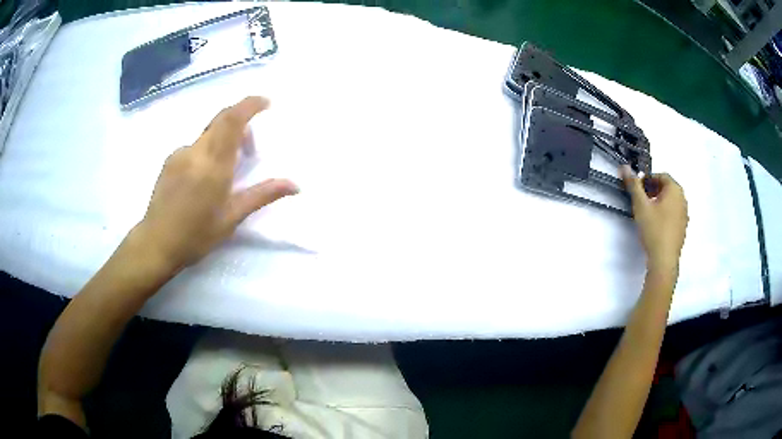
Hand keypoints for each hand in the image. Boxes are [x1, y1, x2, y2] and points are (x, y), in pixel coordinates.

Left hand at [135, 96, 297, 268]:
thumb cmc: (196, 235)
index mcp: (213, 165)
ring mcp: (179, 154)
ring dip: (224, 139)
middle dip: (241, 122)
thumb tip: (295, 185)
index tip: (266, 102)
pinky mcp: (169, 161)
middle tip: (251, 149)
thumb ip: (262, 195)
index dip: (250, 104)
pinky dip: (208, 150)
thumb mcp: (232, 217)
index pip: (232, 120)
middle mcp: (195, 151)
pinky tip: (205, 178)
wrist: (156, 244)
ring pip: (208, 133)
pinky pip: (195, 145)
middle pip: (221, 119)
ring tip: (229, 169)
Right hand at [621, 166, 687, 273]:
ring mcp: (685, 214)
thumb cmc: (654, 229)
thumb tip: (624, 167)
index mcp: (675, 189)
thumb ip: (633, 185)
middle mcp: (683, 199)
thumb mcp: (640, 206)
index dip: (648, 179)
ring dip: (659, 202)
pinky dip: (665, 213)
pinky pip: (673, 213)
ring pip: (670, 201)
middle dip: (653, 190)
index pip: (661, 176)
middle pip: (667, 188)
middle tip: (641, 200)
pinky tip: (656, 225)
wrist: (664, 260)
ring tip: (647, 213)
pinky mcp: (683, 228)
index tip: (638, 189)